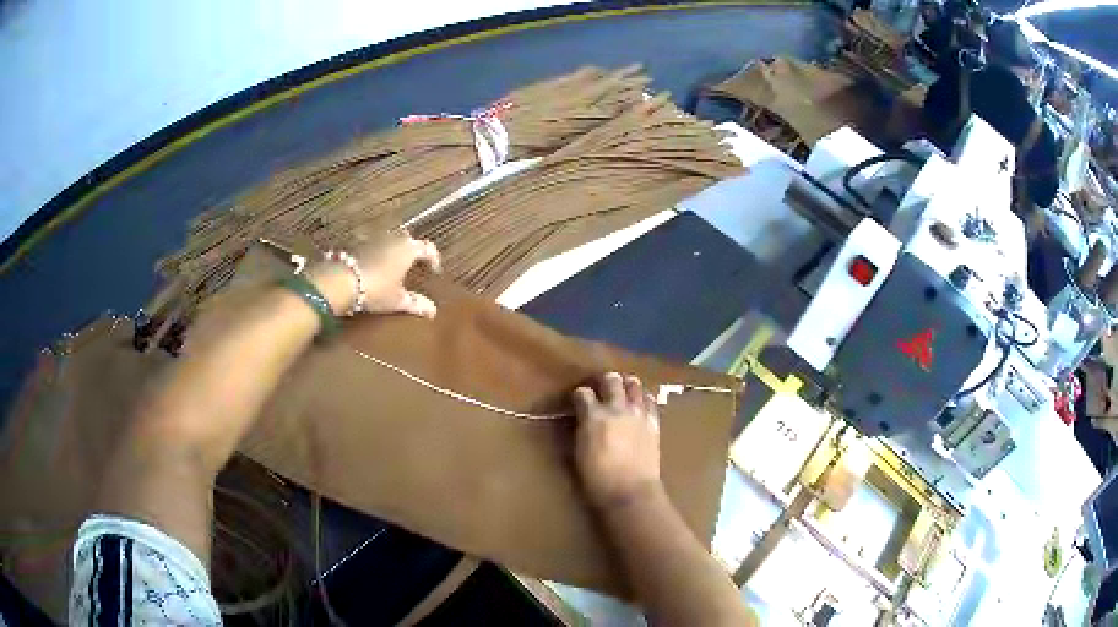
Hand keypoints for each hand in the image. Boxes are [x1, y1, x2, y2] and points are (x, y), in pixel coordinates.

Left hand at [306, 231, 441, 318]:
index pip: (428, 249)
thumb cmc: (375, 290)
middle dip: (412, 250)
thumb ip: (416, 304)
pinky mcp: (357, 242)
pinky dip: (376, 252)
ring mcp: (373, 237)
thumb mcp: (397, 301)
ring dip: (393, 250)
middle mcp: (393, 238)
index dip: (433, 259)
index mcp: (408, 249)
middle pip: (408, 240)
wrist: (340, 281)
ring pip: (389, 240)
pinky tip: (372, 266)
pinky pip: (372, 244)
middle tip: (413, 265)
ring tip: (392, 266)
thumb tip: (433, 311)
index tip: (434, 270)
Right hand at [572, 372, 662, 510]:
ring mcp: (638, 414)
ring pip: (634, 385)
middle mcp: (616, 408)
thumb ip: (581, 430)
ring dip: (627, 385)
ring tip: (624, 389)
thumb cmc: (597, 478)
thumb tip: (581, 420)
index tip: (578, 400)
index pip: (583, 393)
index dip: (580, 395)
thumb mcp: (579, 452)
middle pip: (611, 381)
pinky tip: (642, 402)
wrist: (630, 491)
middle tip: (602, 388)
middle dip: (605, 381)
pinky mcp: (653, 422)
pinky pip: (650, 401)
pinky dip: (644, 398)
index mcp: (593, 416)